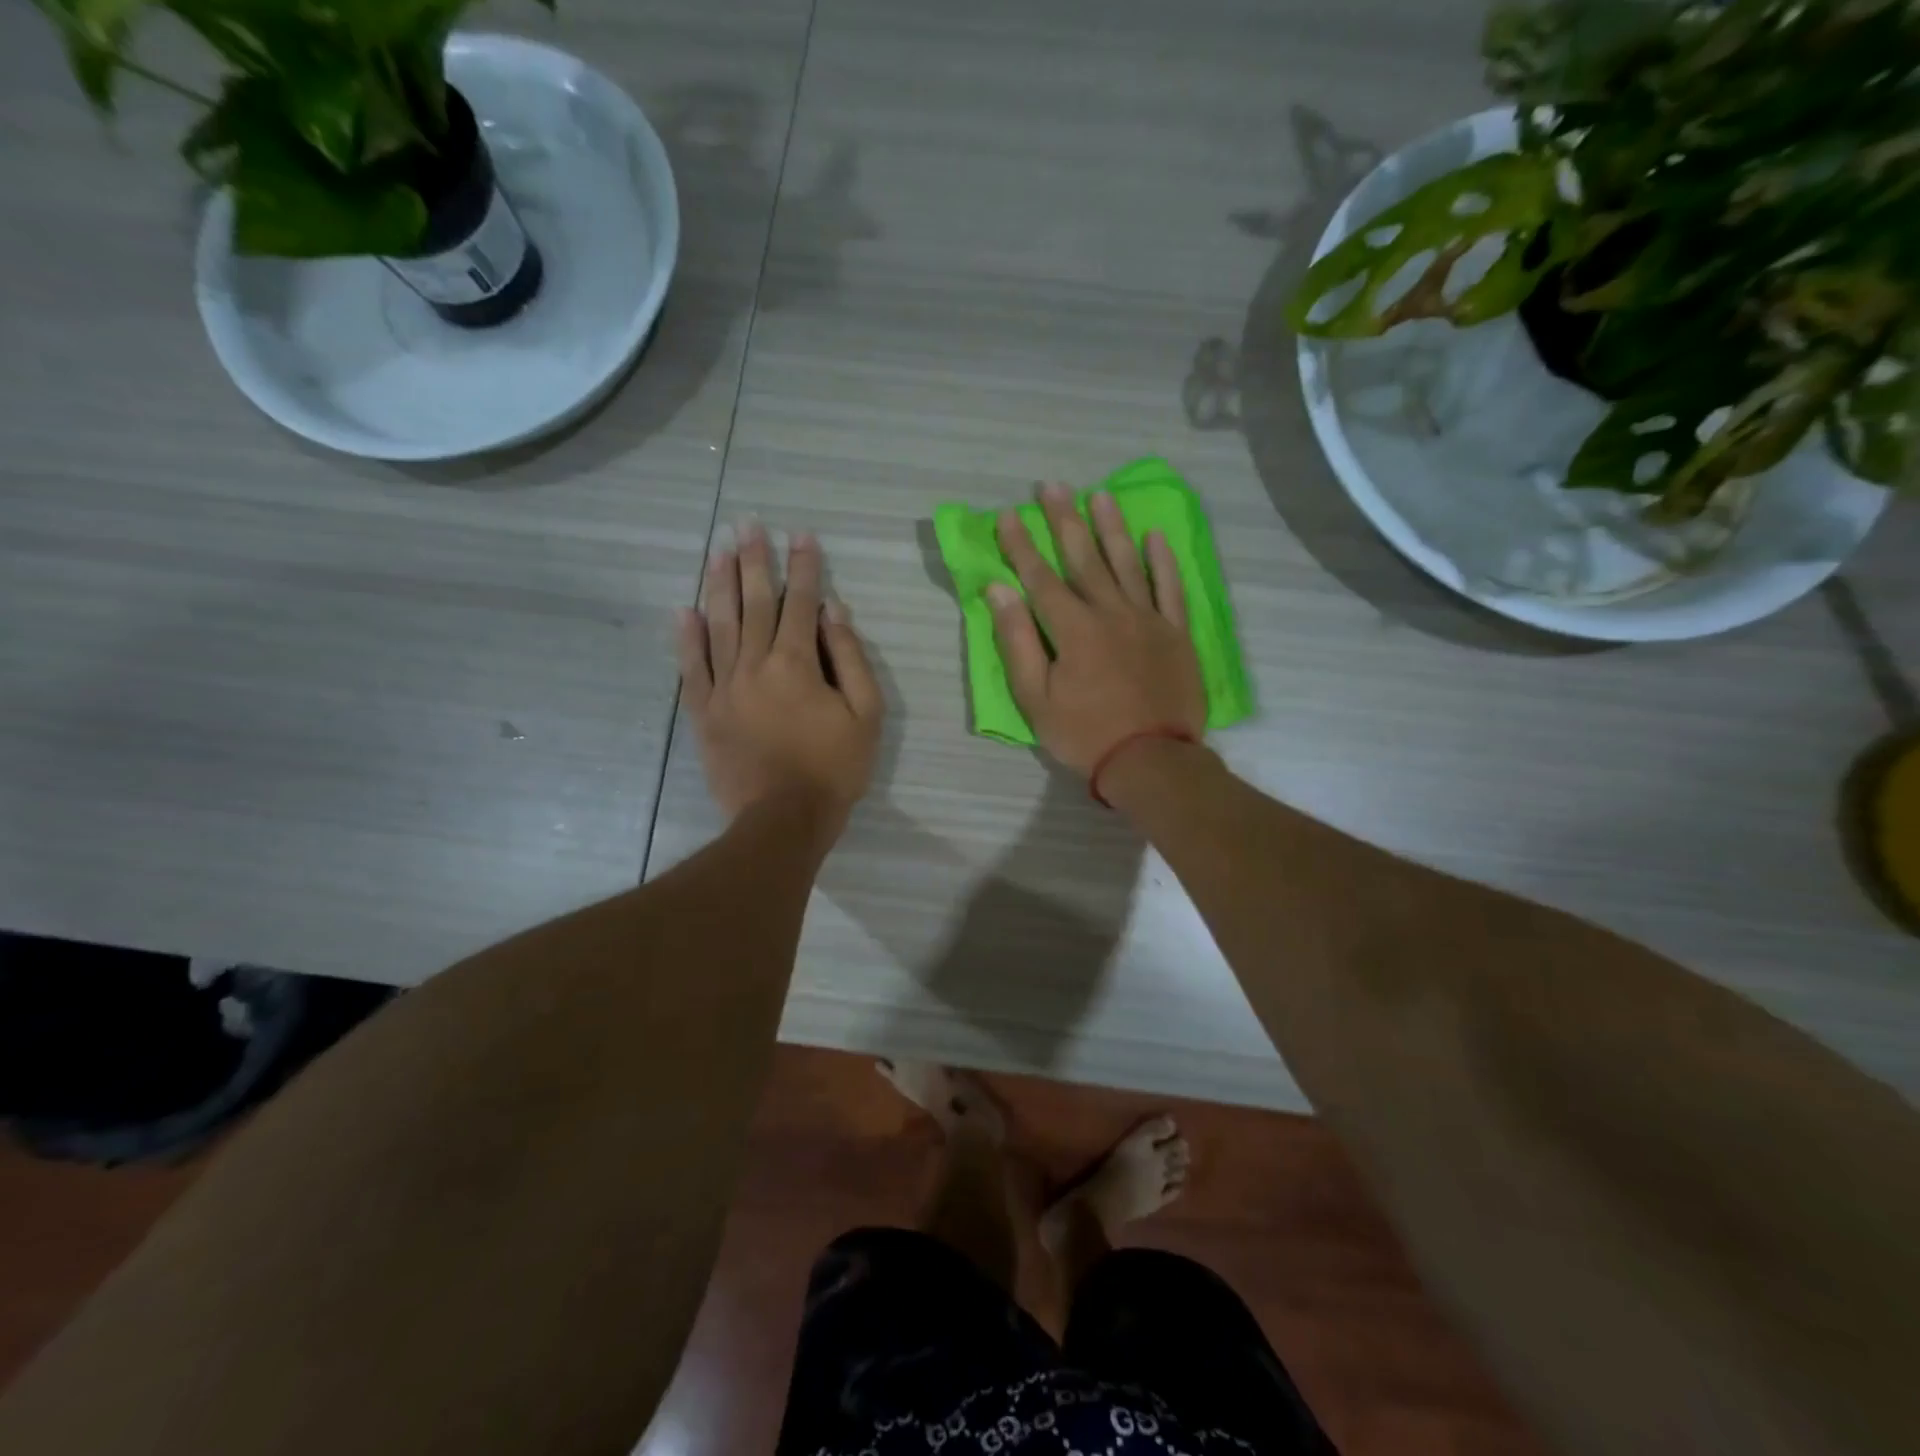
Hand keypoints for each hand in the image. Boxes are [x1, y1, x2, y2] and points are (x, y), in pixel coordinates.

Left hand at [677, 522, 884, 841]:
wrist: (782, 820)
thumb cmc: (833, 769)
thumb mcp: (865, 715)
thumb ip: (849, 658)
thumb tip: (834, 611)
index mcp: (796, 663)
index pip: (801, 603)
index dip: (804, 566)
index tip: (801, 534)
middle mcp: (754, 664)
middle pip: (754, 602)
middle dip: (754, 561)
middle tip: (748, 524)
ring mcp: (724, 687)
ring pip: (719, 624)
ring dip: (719, 584)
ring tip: (718, 550)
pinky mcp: (704, 712)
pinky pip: (691, 668)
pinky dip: (687, 637)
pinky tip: (684, 610)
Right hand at [988, 483, 1205, 778]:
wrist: (1152, 761)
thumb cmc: (1085, 735)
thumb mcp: (1035, 699)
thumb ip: (1017, 642)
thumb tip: (1000, 591)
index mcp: (1073, 628)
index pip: (1040, 577)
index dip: (1022, 545)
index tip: (1009, 514)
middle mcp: (1111, 612)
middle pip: (1083, 558)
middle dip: (1064, 520)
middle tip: (1052, 486)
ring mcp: (1149, 619)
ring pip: (1127, 563)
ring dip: (1111, 527)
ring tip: (1100, 495)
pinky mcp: (1176, 633)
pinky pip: (1170, 588)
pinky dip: (1162, 561)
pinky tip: (1155, 537)